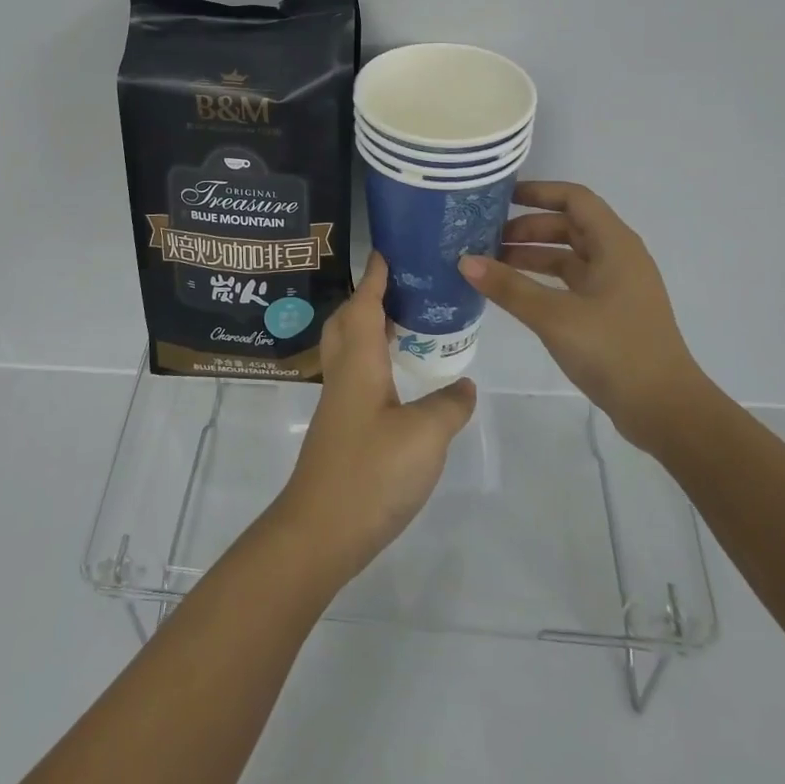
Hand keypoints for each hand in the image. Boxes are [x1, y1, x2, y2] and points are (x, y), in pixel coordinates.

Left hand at [272, 253, 477, 585]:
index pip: (365, 305)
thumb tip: (464, 385)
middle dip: (368, 298)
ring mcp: (338, 404)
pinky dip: (373, 360)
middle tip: (401, 288)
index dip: (376, 278)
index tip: (387, 252)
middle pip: (347, 321)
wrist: (320, 531)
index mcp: (360, 362)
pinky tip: (397, 379)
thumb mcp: (425, 437)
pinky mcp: (341, 429)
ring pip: (348, 349)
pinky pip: (355, 375)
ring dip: (369, 328)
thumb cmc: (371, 472)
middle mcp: (344, 374)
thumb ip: (449, 406)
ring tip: (405, 325)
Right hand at [460, 181, 704, 454]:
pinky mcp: (611, 312)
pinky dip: (544, 281)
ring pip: (569, 256)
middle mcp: (618, 257)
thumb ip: (509, 287)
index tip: (500, 198)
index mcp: (614, 244)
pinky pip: (572, 282)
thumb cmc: (614, 350)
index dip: (538, 192)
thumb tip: (465, 261)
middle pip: (568, 226)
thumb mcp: (555, 316)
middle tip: (486, 238)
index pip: (574, 199)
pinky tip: (516, 294)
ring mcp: (616, 286)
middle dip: (527, 228)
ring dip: (533, 255)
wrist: (666, 410)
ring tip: (492, 265)